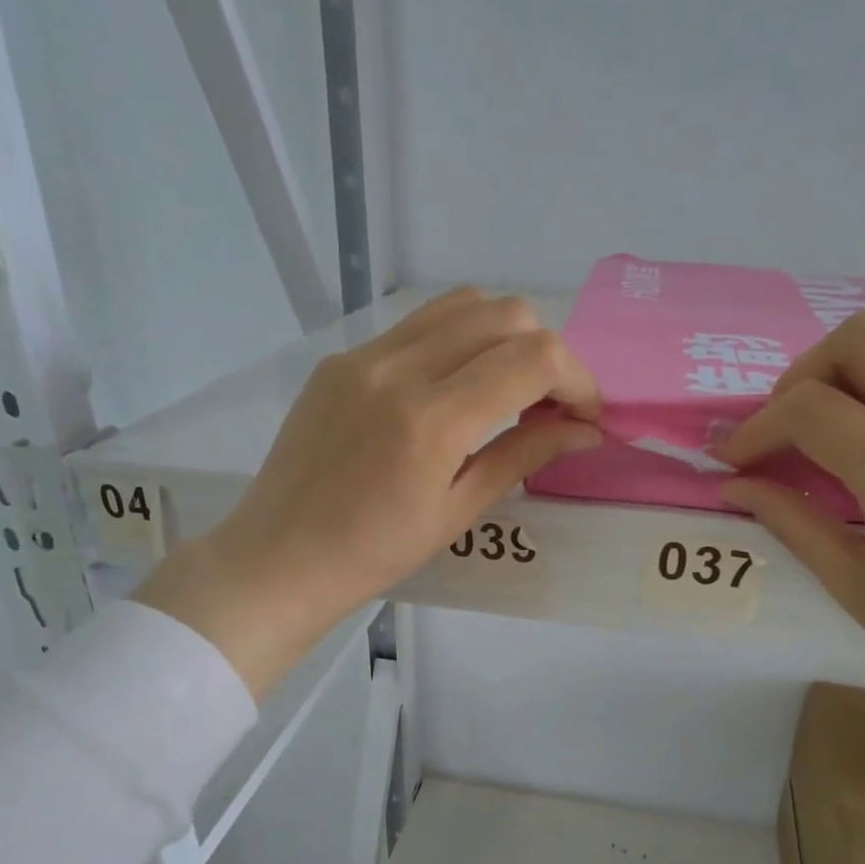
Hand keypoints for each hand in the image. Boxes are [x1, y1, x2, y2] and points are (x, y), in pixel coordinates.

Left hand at [136, 289, 600, 696]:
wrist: (280, 557)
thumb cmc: (375, 553)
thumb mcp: (458, 511)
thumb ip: (524, 456)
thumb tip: (584, 429)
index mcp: (431, 420)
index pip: (534, 358)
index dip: (578, 380)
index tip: (583, 416)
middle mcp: (398, 369)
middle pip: (504, 314)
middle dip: (546, 353)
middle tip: (547, 405)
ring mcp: (363, 356)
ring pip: (461, 305)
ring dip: (502, 337)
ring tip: (504, 389)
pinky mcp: (341, 359)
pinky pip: (417, 326)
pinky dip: (456, 343)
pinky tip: (452, 390)